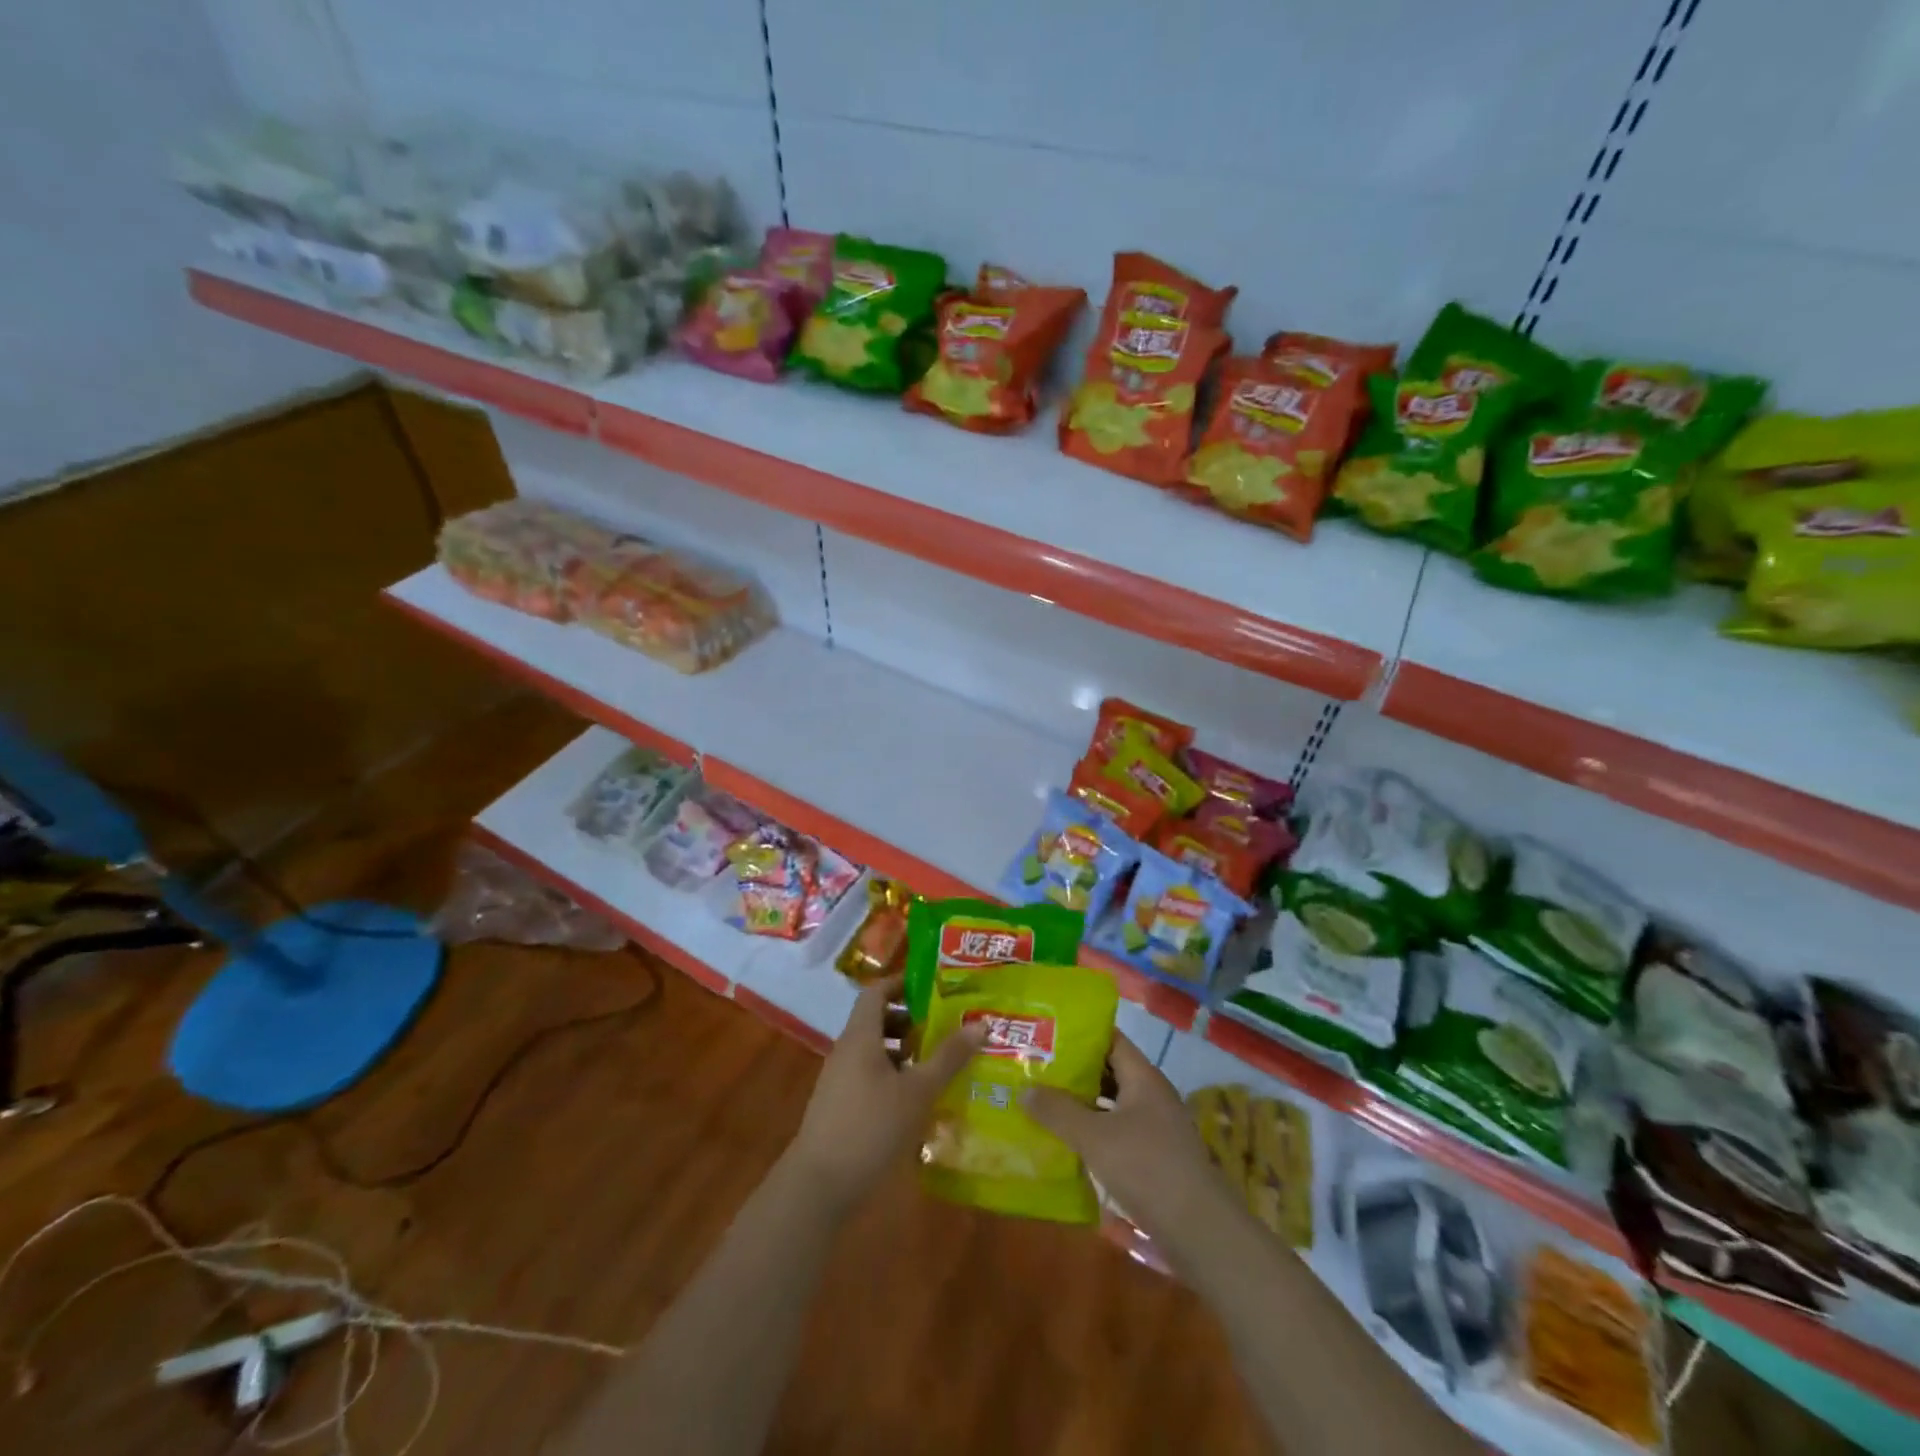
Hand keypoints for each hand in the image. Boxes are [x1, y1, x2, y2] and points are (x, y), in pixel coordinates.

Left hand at [786, 976, 983, 1214]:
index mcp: (860, 1036)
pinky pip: (869, 1076)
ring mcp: (840, 1080)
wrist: (818, 1186)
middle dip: (910, 1020)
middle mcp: (846, 1051)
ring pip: (874, 1051)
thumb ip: (948, 1057)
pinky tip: (917, 1099)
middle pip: (876, 1020)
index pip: (876, 991)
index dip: (901, 983)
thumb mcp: (918, 1091)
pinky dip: (893, 1076)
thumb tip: (980, 1024)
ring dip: (904, 1051)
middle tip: (944, 1026)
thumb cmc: (870, 1127)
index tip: (932, 987)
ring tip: (937, 1063)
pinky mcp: (840, 1107)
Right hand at [1023, 1032, 1233, 1247]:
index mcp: (1143, 1077)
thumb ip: (1058, 1111)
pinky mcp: (1155, 1157)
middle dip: (1075, 1071)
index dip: (1080, 1034)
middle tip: (1036, 1069)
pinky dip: (1095, 1132)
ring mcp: (1156, 1127)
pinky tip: (1069, 1142)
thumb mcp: (1094, 1137)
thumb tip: (1024, 1089)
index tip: (1046, 1034)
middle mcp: (1152, 1095)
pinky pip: (1119, 1131)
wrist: (1200, 1231)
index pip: (1110, 1039)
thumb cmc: (1147, 1168)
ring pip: (1113, 1104)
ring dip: (1083, 1104)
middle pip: (1109, 1071)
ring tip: (1044, 1103)